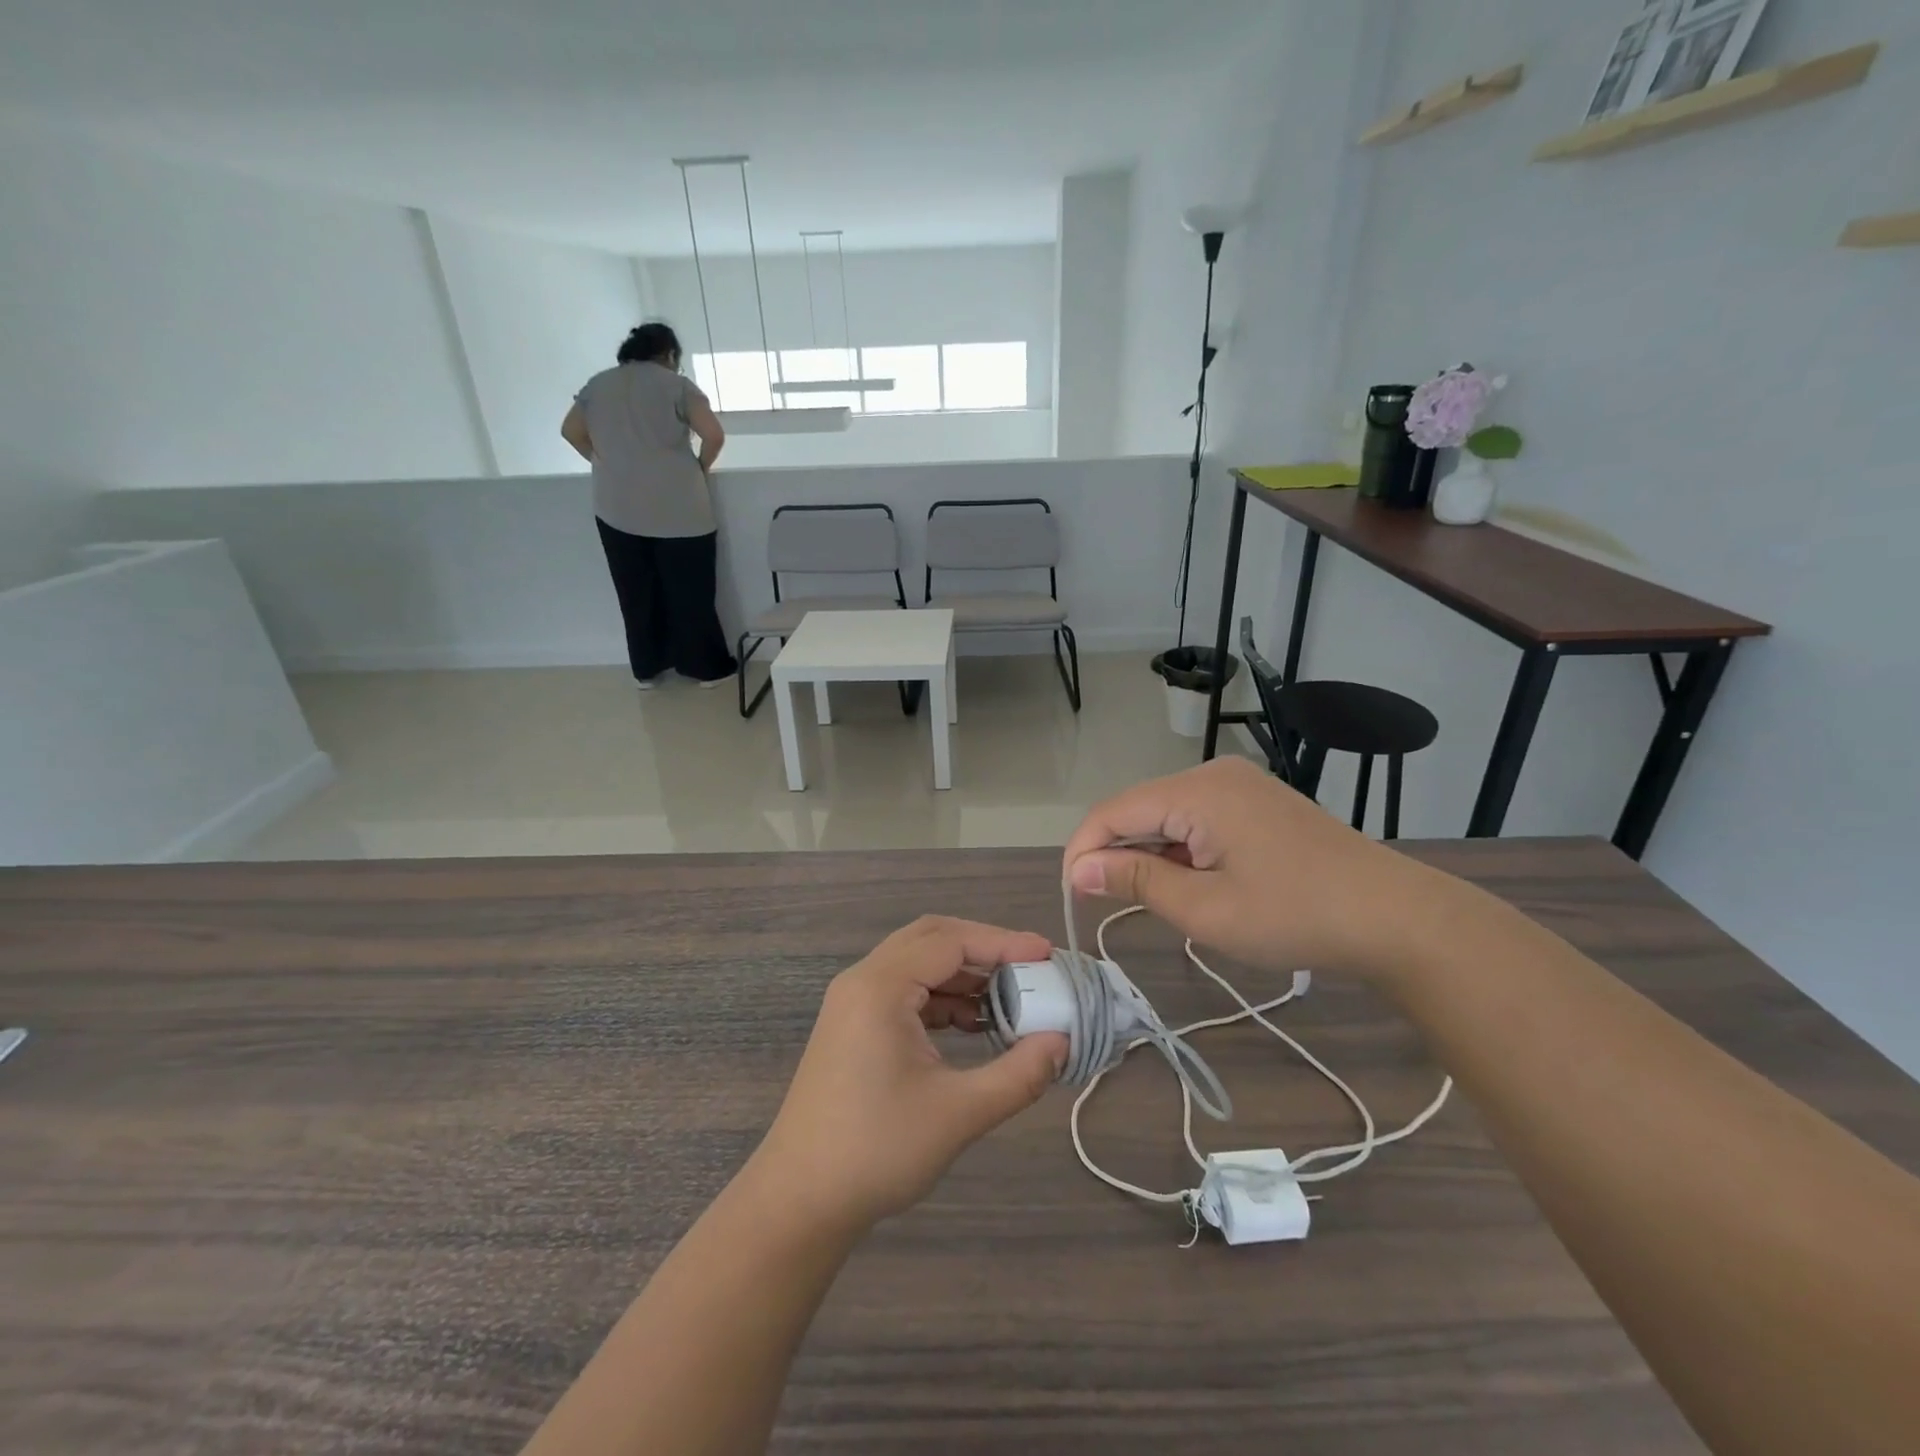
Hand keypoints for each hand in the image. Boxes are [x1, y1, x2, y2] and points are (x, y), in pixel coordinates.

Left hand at [753, 917, 1068, 1233]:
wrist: (800, 1200)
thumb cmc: (877, 1150)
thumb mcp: (958, 1113)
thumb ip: (1018, 1073)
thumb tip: (1063, 1042)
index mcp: (881, 987)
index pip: (950, 942)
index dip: (1003, 943)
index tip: (1048, 955)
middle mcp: (863, 980)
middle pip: (931, 939)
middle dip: (983, 949)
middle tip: (1030, 968)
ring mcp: (854, 1002)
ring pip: (918, 964)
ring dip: (963, 975)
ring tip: (1010, 999)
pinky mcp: (854, 1025)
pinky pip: (906, 990)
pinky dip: (942, 997)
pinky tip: (973, 1023)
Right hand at [1062, 757, 1443, 980]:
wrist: (1394, 917)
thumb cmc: (1293, 916)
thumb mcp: (1204, 909)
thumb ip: (1135, 881)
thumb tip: (1080, 869)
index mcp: (1197, 791)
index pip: (1114, 811)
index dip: (1083, 850)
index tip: (1073, 895)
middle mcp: (1214, 775)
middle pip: (1139, 808)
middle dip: (1116, 852)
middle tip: (1105, 905)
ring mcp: (1240, 785)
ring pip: (1168, 814)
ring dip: (1150, 853)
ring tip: (1153, 900)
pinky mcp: (1257, 801)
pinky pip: (1198, 818)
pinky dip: (1181, 849)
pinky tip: (1191, 882)